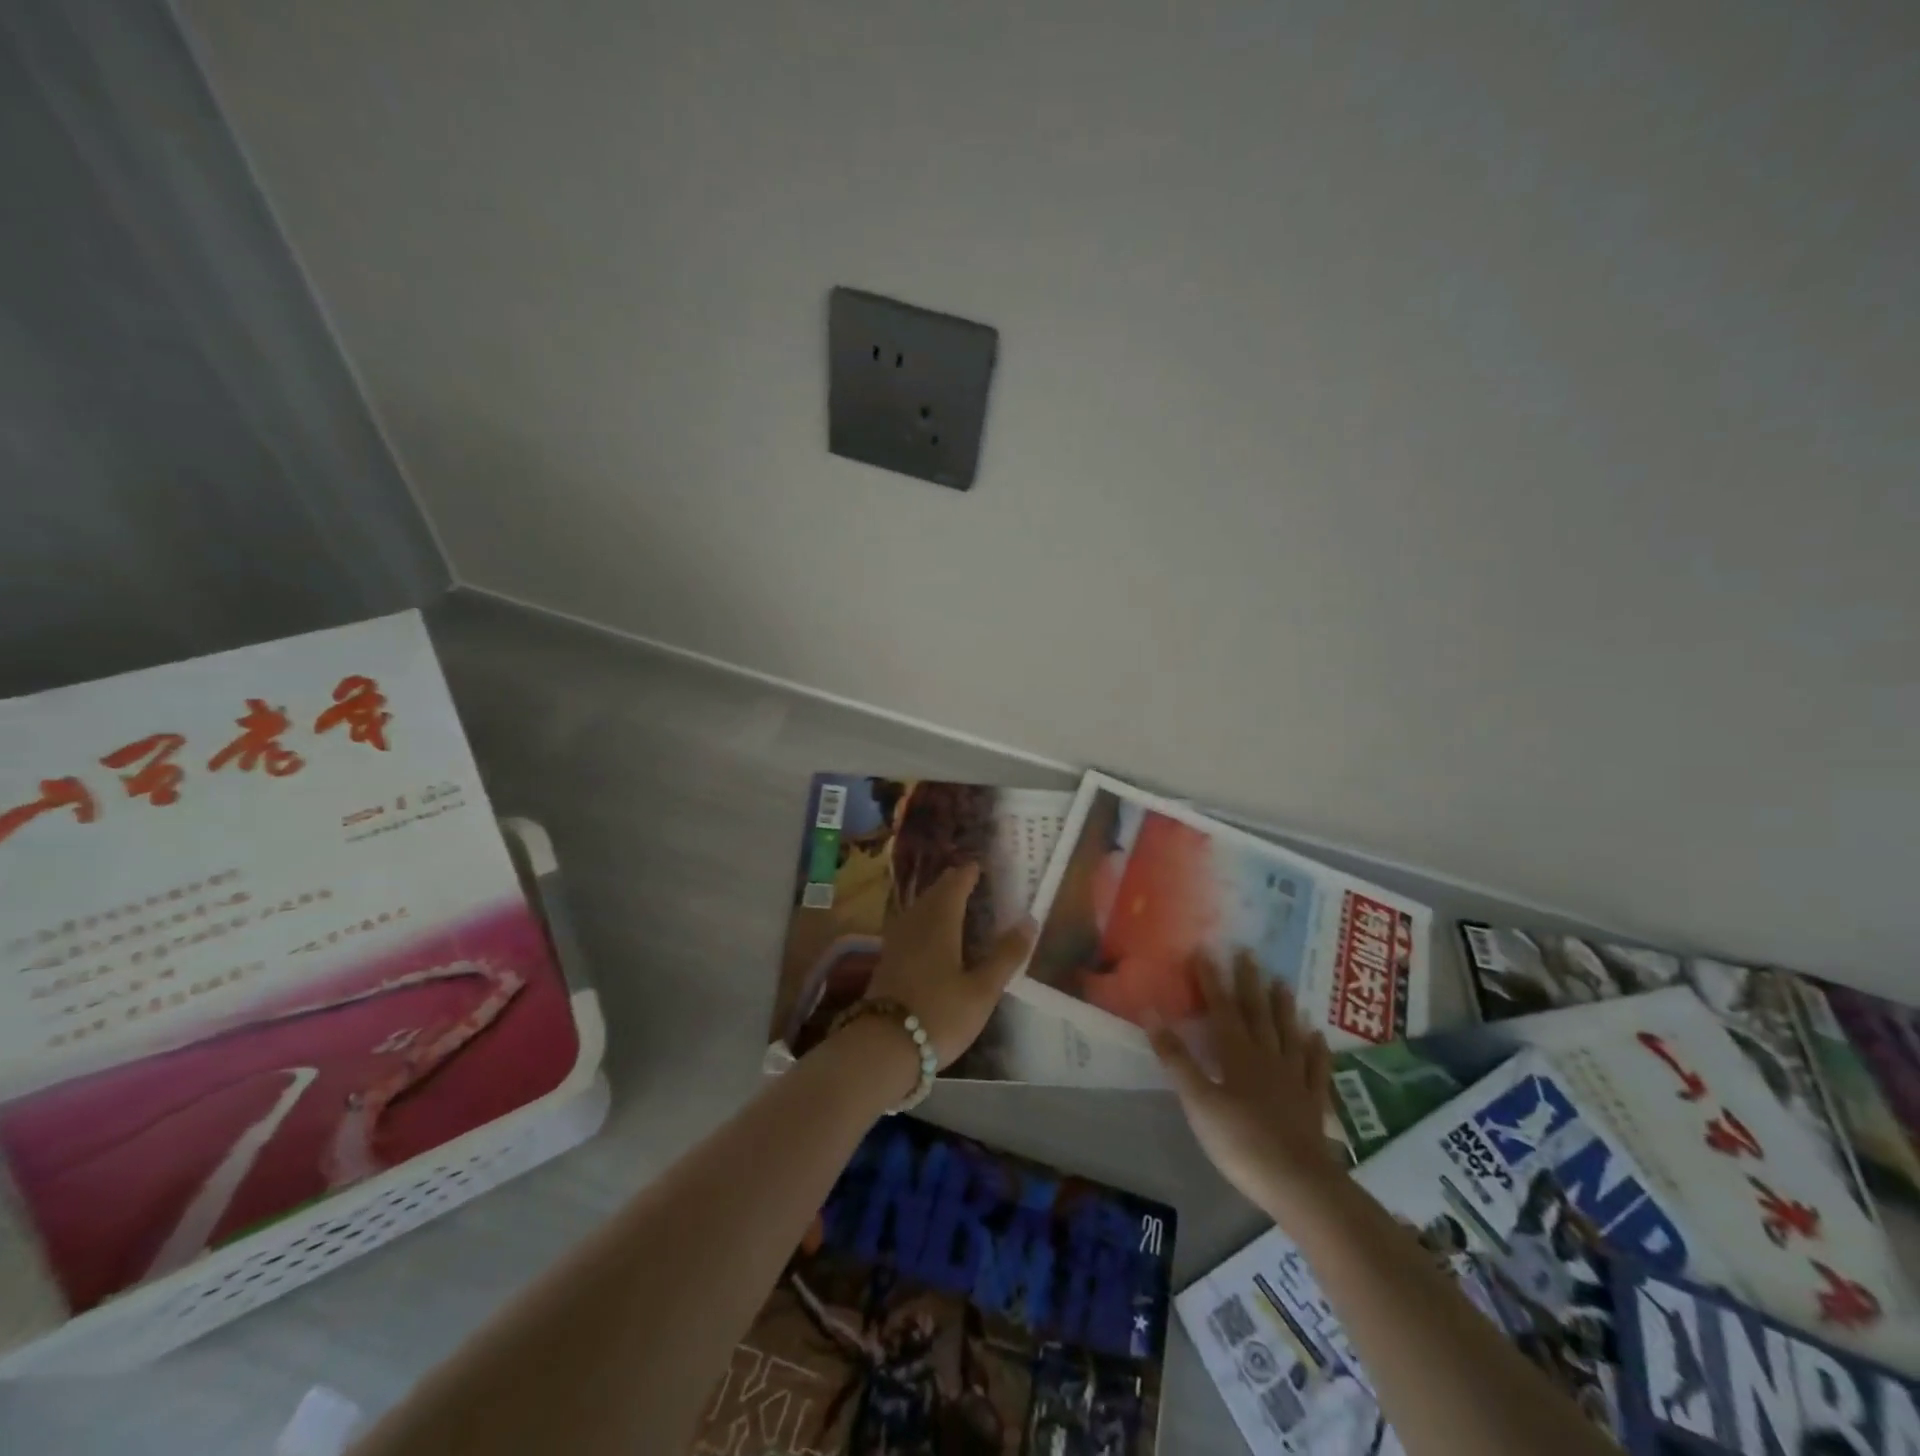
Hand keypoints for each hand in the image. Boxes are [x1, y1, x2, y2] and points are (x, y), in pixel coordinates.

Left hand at [861, 862, 1034, 1069]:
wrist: (882, 1047)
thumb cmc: (939, 1015)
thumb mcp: (982, 990)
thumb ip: (1005, 956)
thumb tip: (1030, 920)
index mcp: (940, 923)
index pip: (954, 887)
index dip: (966, 874)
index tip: (977, 866)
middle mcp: (915, 925)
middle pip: (932, 895)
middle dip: (949, 884)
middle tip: (965, 879)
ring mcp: (896, 944)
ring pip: (916, 910)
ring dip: (933, 900)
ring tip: (948, 901)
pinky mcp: (886, 962)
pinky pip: (907, 927)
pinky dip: (921, 920)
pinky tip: (925, 935)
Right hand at [1149, 951, 1345, 1212]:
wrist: (1298, 1182)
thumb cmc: (1240, 1141)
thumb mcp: (1198, 1101)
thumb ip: (1176, 1057)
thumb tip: (1150, 1012)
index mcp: (1236, 1054)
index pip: (1221, 1008)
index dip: (1211, 980)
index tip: (1204, 951)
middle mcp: (1266, 1057)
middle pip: (1257, 1013)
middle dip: (1249, 982)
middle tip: (1248, 953)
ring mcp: (1293, 1078)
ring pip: (1287, 1033)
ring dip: (1283, 1007)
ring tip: (1282, 983)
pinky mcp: (1312, 1102)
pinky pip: (1315, 1067)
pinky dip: (1316, 1049)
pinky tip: (1317, 1036)